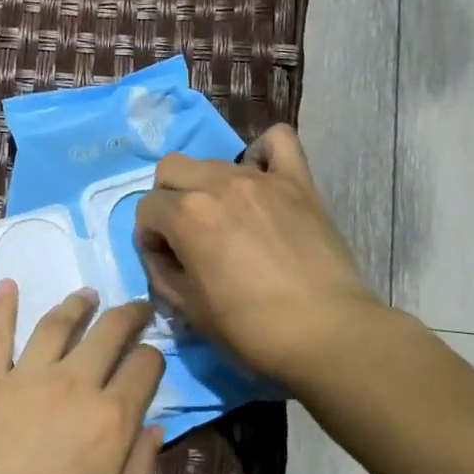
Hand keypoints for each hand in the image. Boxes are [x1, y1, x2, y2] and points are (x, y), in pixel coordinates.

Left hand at [0, 285, 164, 473]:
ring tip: (88, 294)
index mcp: (110, 420)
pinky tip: (9, 285)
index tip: (154, 358)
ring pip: (58, 324)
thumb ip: (138, 468)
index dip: (155, 357)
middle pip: (108, 332)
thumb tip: (154, 425)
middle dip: (129, 315)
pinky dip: (3, 307)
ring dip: (77, 303)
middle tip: (137, 306)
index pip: (146, 367)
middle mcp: (74, 385)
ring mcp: (26, 378)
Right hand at [135, 125, 384, 384]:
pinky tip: (261, 179)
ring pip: (214, 161)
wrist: (326, 333)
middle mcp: (218, 184)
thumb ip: (162, 273)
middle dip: (168, 200)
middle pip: (171, 169)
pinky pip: (278, 140)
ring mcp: (260, 178)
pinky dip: (263, 154)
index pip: (146, 208)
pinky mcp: (297, 181)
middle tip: (187, 234)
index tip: (166, 261)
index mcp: (187, 215)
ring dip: (208, 186)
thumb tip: (161, 253)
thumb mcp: (189, 310)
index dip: (149, 237)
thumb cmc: (251, 330)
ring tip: (227, 219)